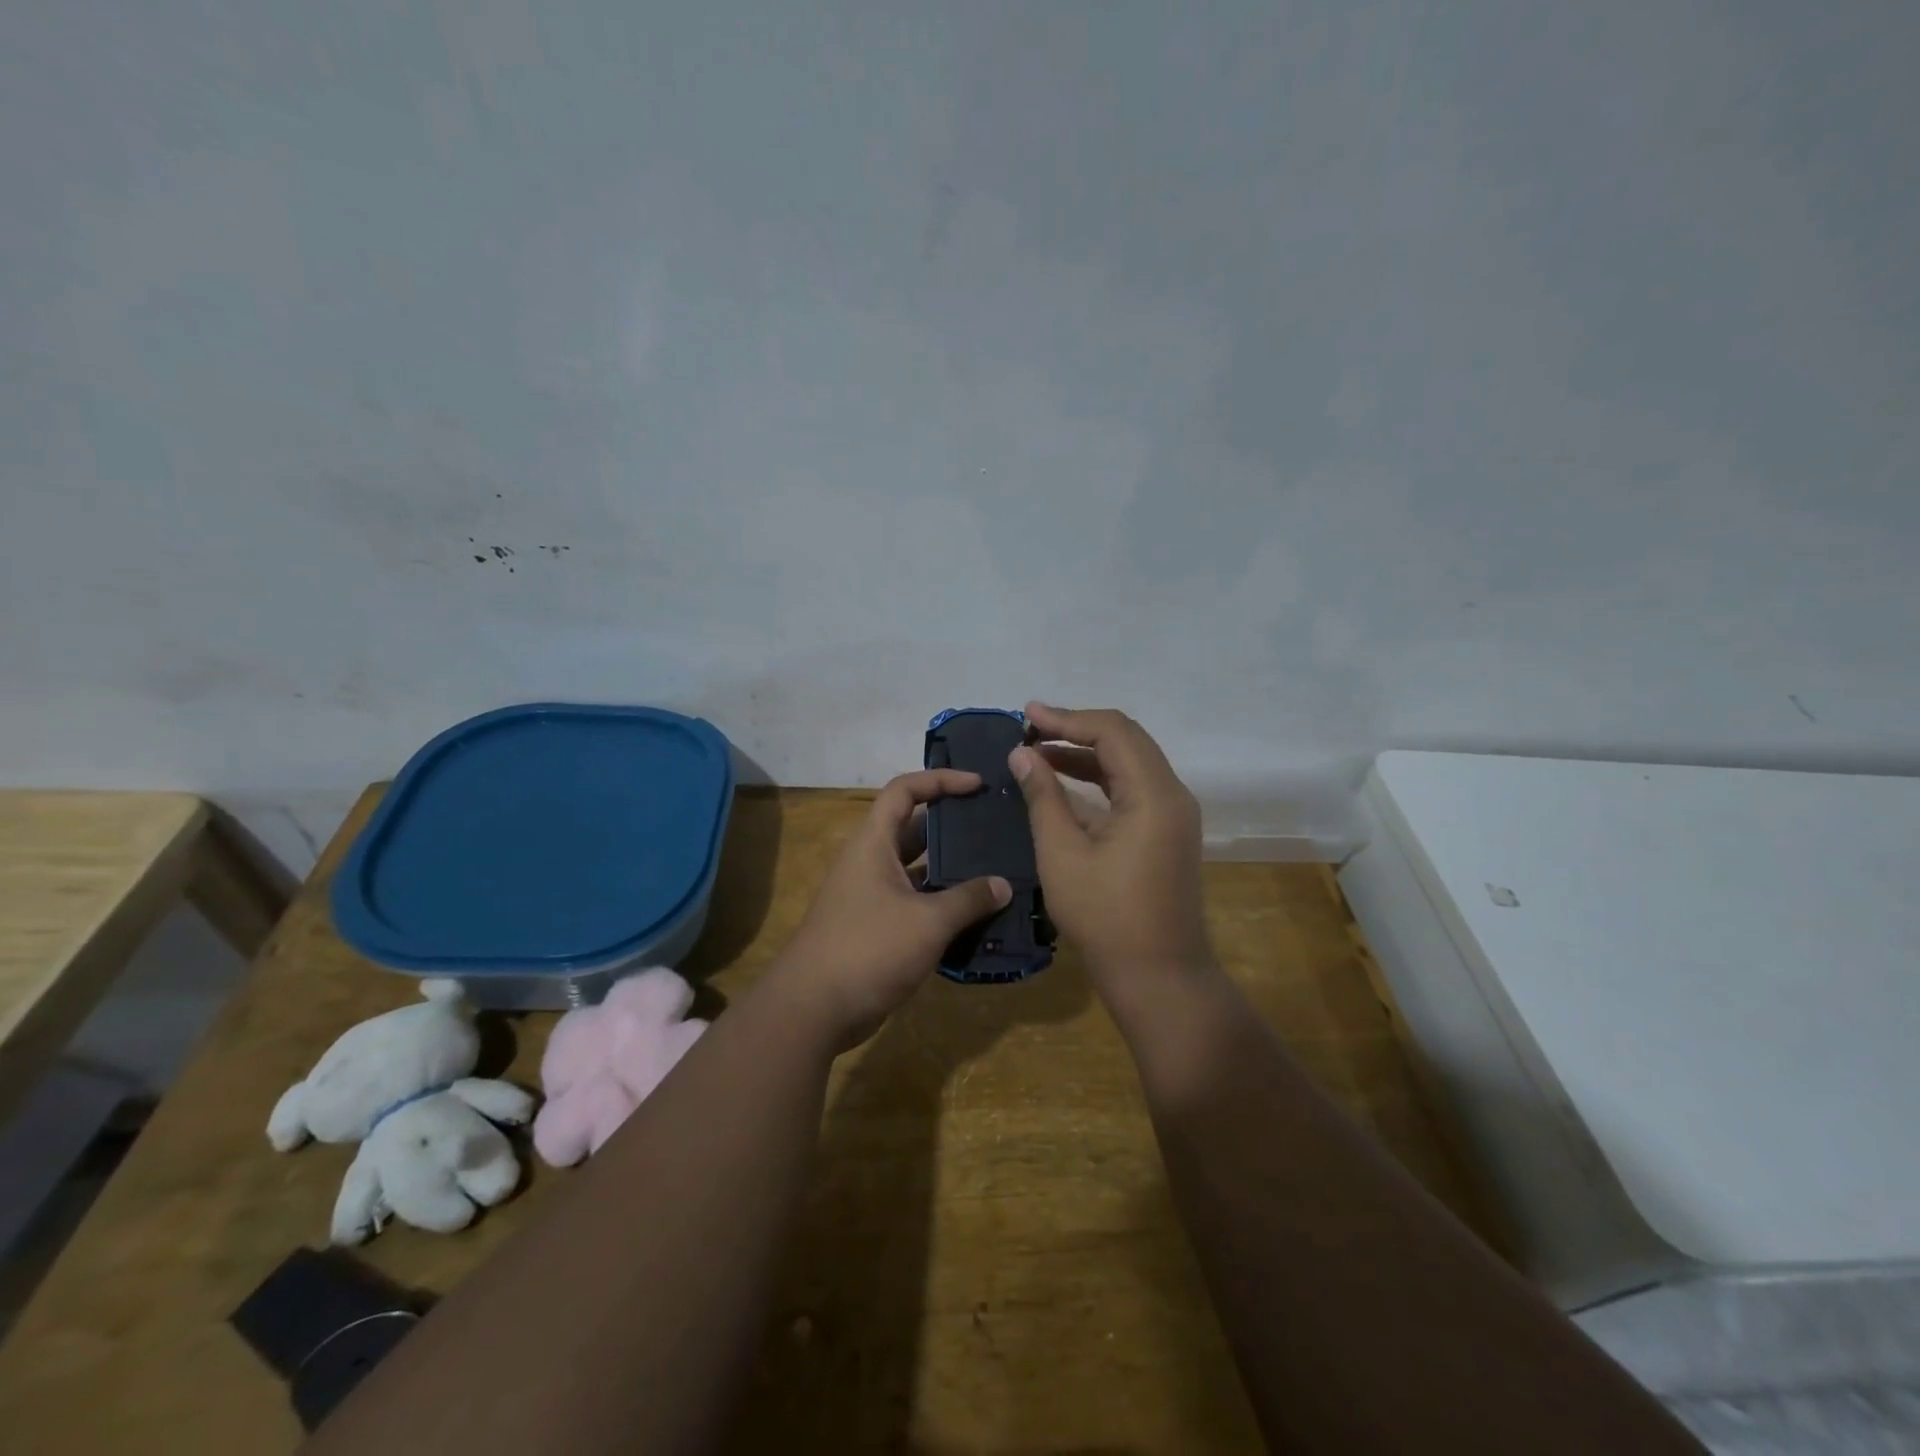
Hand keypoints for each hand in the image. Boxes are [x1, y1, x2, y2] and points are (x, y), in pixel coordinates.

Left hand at [770, 770, 1010, 1049]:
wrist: (812, 1010)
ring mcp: (872, 897)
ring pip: (918, 871)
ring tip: (997, 870)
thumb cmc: (868, 949)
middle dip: (953, 826)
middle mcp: (871, 863)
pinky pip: (916, 905)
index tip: (978, 785)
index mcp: (874, 844)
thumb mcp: (927, 922)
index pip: (905, 791)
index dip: (941, 780)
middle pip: (914, 829)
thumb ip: (968, 900)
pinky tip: (978, 916)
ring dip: (952, 871)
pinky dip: (944, 906)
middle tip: (995, 828)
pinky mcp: (877, 929)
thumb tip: (1003, 885)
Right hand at [1011, 704, 1211, 986]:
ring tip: (1039, 751)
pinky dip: (1099, 778)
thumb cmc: (1106, 917)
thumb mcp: (1062, 854)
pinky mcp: (1167, 832)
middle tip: (1030, 728)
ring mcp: (1174, 814)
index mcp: (1154, 794)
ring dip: (1086, 753)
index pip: (1112, 731)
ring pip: (1130, 762)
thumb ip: (1043, 797)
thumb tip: (1021, 754)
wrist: (1159, 976)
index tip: (1026, 716)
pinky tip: (1064, 782)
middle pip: (1126, 739)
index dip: (1067, 718)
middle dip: (1076, 728)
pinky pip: (1133, 788)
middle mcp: (1173, 794)